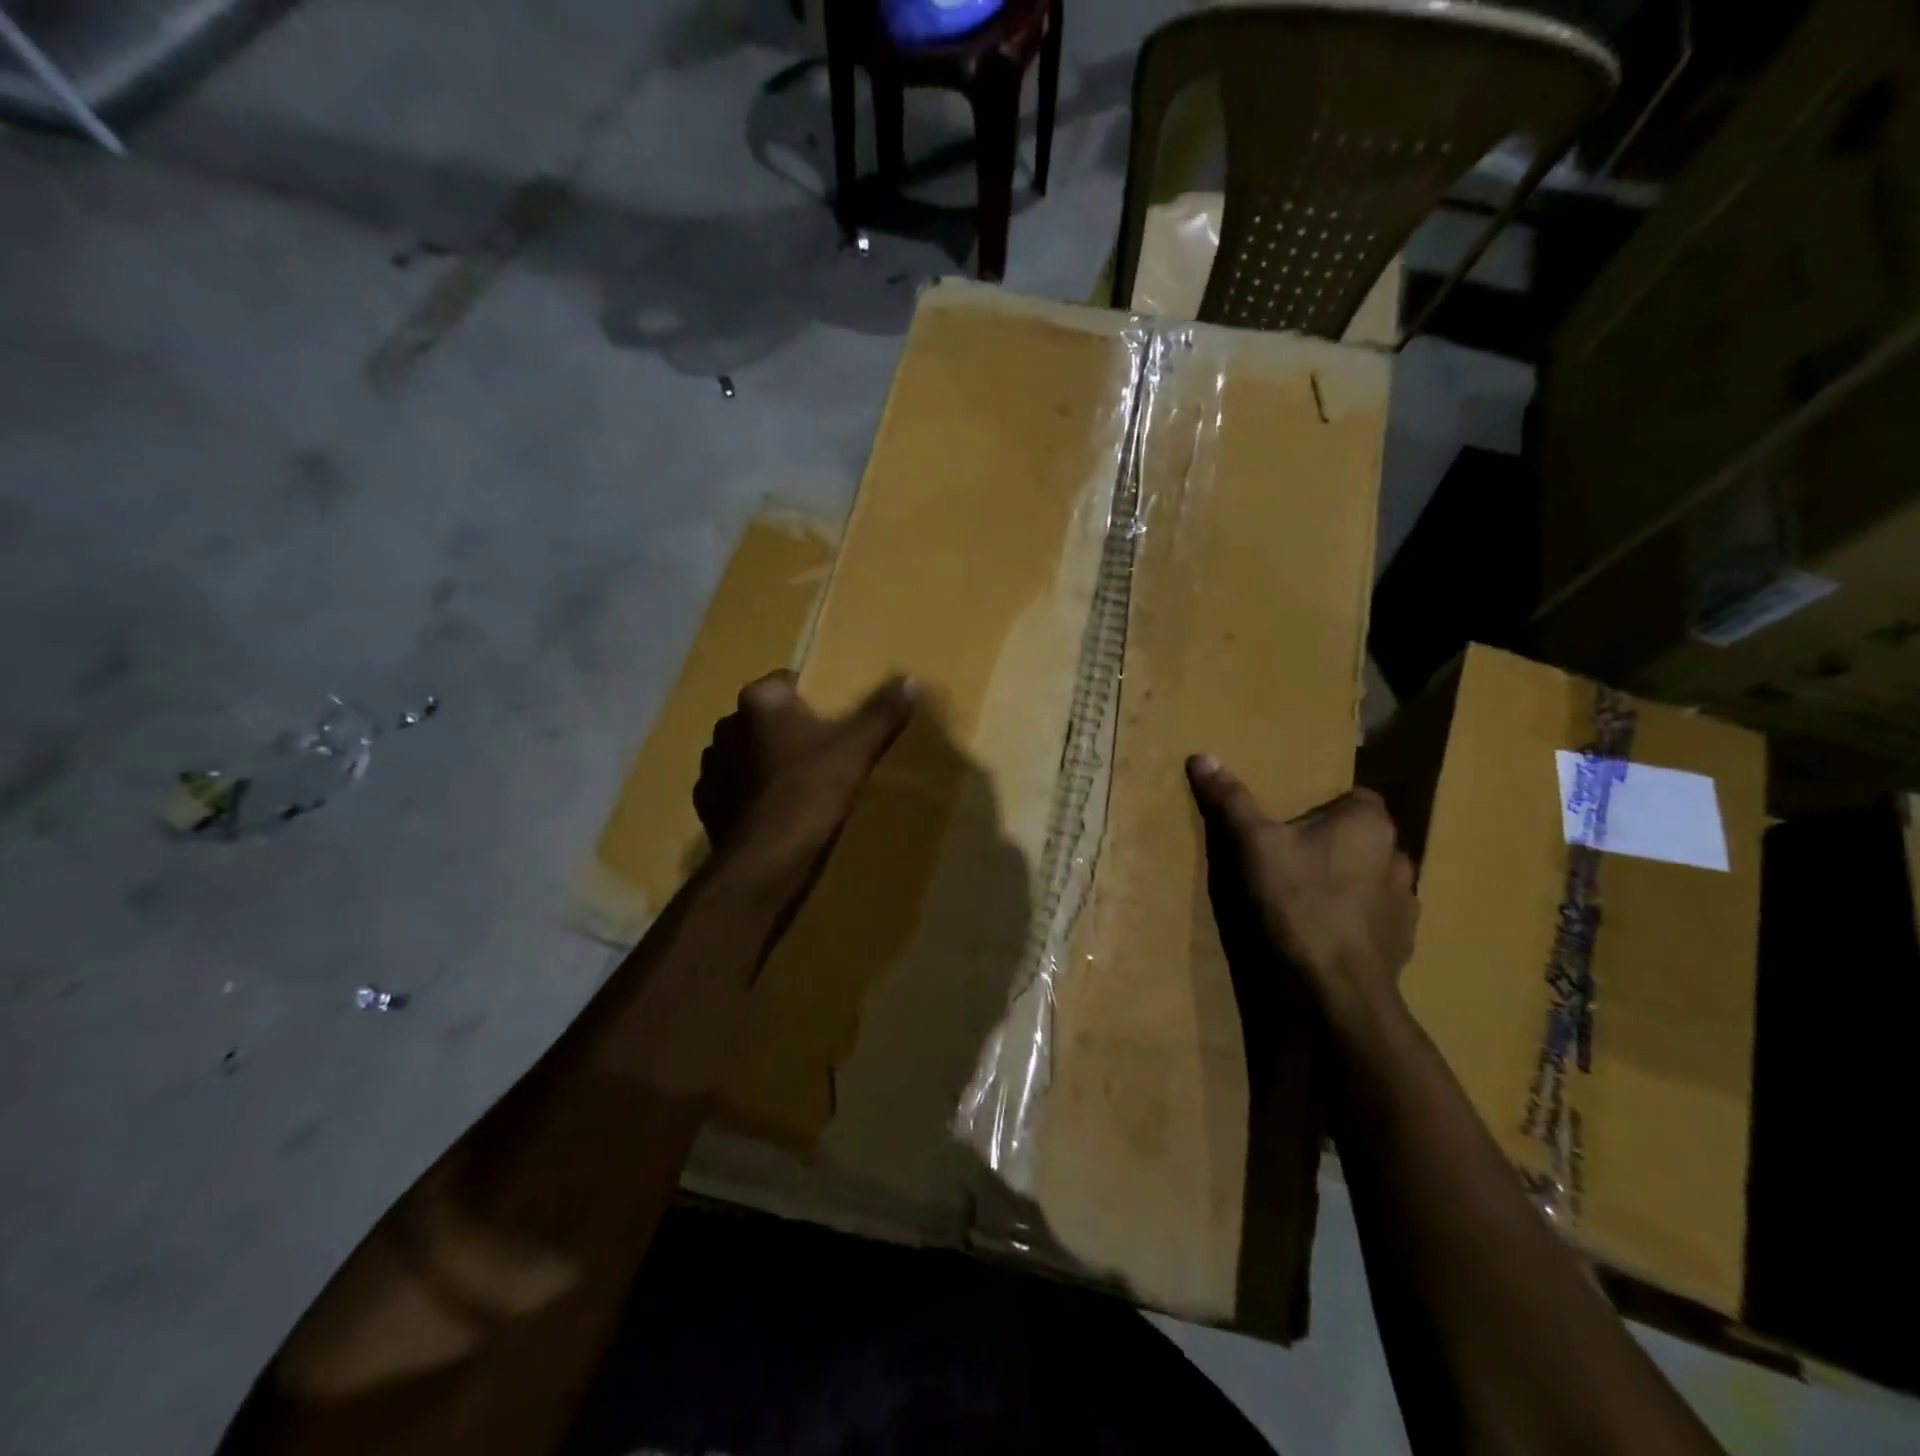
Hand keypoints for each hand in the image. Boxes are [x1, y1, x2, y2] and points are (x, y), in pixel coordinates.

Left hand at [694, 670, 915, 892]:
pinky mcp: (707, 803)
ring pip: (747, 752)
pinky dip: (752, 793)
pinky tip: (777, 810)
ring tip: (800, 783)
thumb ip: (882, 713)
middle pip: (766, 718)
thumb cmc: (811, 792)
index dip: (813, 698)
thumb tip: (909, 680)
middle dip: (789, 729)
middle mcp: (726, 725)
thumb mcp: (857, 750)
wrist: (766, 861)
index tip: (835, 718)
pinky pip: (734, 787)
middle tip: (823, 751)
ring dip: (766, 760)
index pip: (786, 681)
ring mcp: (711, 766)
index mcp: (759, 702)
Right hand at [1186, 756, 1417, 1027]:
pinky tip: (1323, 933)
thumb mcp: (1252, 844)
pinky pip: (1377, 919)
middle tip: (1290, 858)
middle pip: (1362, 839)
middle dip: (1334, 845)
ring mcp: (1406, 904)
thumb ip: (1231, 800)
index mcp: (1369, 824)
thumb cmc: (1296, 903)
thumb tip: (1202, 755)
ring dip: (1348, 883)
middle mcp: (1398, 857)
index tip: (1291, 823)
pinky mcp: (1403, 944)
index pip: (1356, 798)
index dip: (1324, 807)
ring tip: (1306, 897)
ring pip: (1372, 879)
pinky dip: (1355, 921)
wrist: (1332, 988)